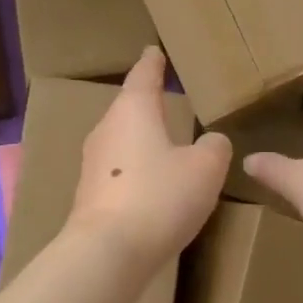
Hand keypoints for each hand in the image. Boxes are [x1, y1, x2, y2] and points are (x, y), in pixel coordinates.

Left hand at [67, 46, 230, 269]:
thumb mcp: (205, 169)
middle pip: (127, 109)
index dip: (152, 63)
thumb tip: (212, 142)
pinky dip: (134, 171)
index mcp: (133, 111)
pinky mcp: (89, 195)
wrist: (108, 251)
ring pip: (120, 141)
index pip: (143, 76)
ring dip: (139, 140)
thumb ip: (214, 148)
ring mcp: (92, 164)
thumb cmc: (160, 197)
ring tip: (161, 143)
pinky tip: (149, 186)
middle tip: (163, 99)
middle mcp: (106, 130)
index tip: (153, 51)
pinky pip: (116, 171)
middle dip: (145, 104)